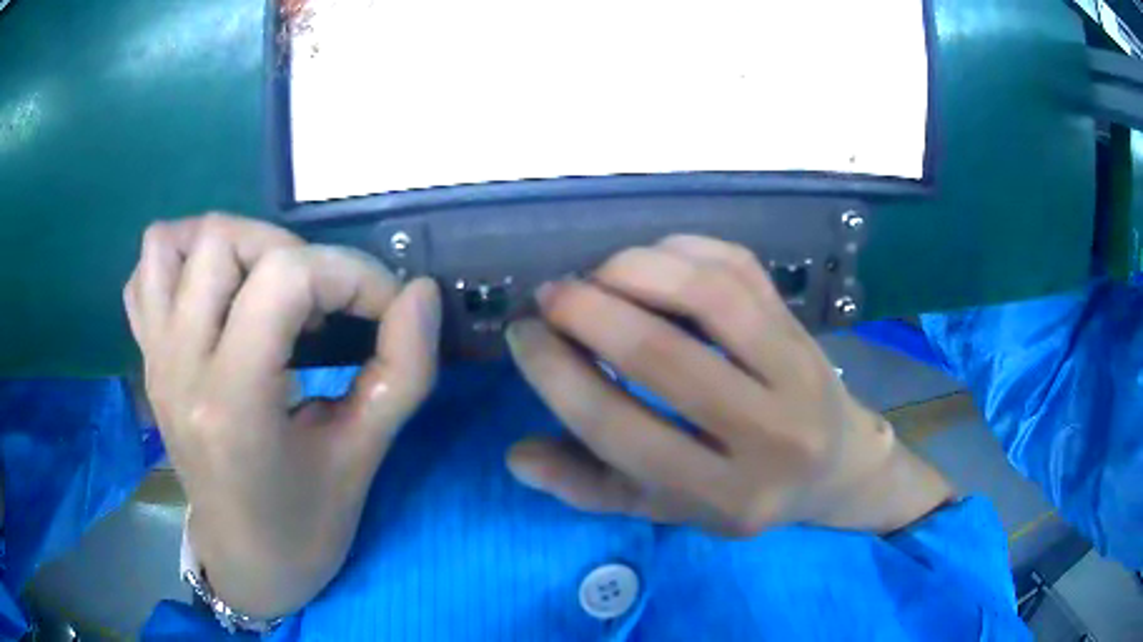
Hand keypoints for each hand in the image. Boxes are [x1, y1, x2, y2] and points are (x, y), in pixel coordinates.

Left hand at [124, 214, 440, 616]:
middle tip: (322, 302)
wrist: (246, 563)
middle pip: (223, 243)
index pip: (285, 279)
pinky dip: (180, 261)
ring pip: (170, 243)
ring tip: (264, 284)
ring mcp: (154, 358)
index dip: (351, 273)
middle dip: (292, 252)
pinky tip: (215, 294)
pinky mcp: (147, 359)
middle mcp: (180, 366)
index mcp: (232, 402)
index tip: (385, 306)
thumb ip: (401, 371)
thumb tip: (421, 293)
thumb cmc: (305, 527)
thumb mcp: (362, 458)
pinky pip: (145, 274)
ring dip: (229, 244)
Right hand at [506, 236, 951, 536]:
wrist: (834, 466)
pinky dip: (683, 250)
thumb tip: (517, 456)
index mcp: (724, 495)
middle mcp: (768, 435)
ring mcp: (796, 370)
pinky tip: (650, 259)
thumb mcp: (668, 509)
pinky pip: (739, 267)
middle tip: (550, 294)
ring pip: (709, 297)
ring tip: (596, 273)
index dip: (557, 375)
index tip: (522, 335)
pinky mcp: (802, 325)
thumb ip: (592, 488)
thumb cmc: (743, 492)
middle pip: (664, 357)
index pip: (621, 431)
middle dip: (588, 312)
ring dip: (636, 270)